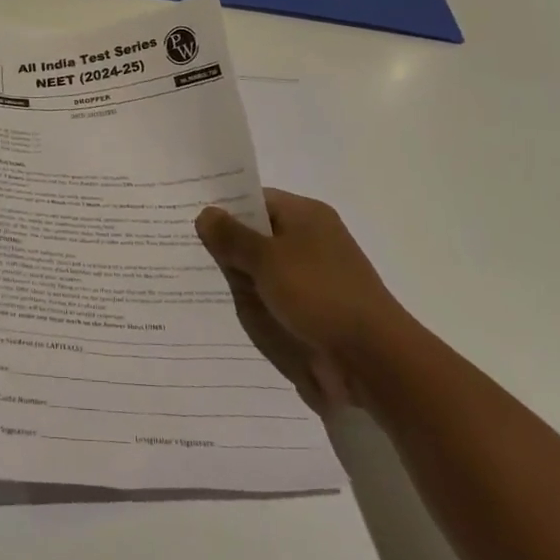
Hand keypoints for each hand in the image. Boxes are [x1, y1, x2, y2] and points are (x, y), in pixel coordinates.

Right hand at [194, 189, 406, 413]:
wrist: (374, 360)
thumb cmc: (319, 295)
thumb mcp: (266, 260)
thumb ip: (232, 237)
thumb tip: (205, 213)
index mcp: (306, 215)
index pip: (255, 199)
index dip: (224, 208)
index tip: (190, 219)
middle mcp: (312, 238)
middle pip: (258, 234)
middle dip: (227, 246)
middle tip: (185, 251)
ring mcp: (316, 275)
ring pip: (264, 268)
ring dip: (240, 278)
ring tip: (199, 282)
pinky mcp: (317, 308)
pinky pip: (276, 296)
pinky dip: (256, 302)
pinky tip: (230, 310)